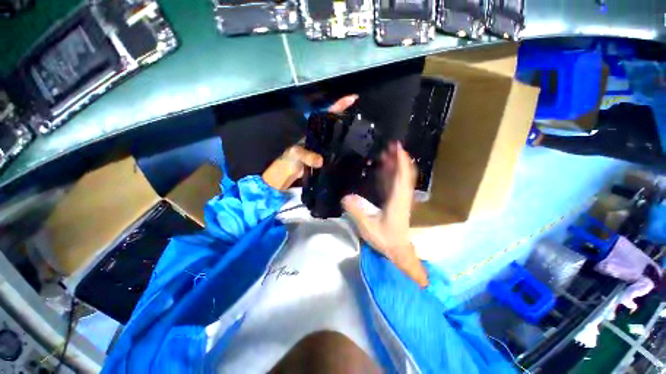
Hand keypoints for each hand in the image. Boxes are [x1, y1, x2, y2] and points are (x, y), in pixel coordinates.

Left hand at [262, 95, 357, 189]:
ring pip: (337, 136)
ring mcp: (324, 146)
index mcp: (313, 131)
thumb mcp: (296, 154)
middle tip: (362, 116)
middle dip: (347, 116)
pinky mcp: (326, 156)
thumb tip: (321, 161)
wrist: (288, 172)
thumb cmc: (289, 159)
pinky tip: (353, 149)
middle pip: (335, 123)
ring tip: (362, 131)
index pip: (326, 114)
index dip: (338, 106)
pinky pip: (337, 150)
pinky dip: (345, 148)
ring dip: (348, 132)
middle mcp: (320, 136)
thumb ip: (307, 156)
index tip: (352, 98)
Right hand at [342, 142, 428, 286]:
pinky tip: (383, 169)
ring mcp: (400, 198)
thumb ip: (357, 212)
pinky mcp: (397, 201)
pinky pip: (396, 184)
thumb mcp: (368, 227)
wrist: (397, 249)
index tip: (398, 147)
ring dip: (395, 165)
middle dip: (399, 158)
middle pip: (404, 174)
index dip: (402, 161)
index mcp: (398, 200)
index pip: (403, 177)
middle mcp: (402, 196)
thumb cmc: (385, 239)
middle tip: (390, 145)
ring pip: (401, 177)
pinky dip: (391, 174)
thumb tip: (345, 197)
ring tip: (385, 153)